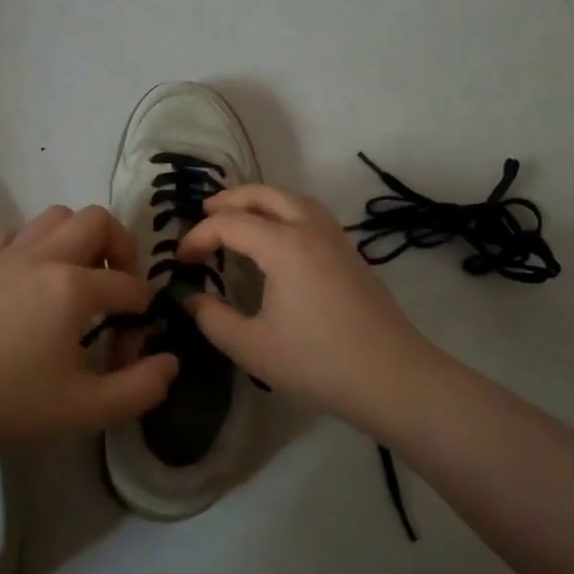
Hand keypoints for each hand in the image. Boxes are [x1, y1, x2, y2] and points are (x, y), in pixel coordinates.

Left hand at [0, 204, 178, 452]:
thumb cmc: (10, 403)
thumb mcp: (86, 409)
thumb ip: (140, 387)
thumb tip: (170, 361)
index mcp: (74, 288)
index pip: (130, 286)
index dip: (142, 314)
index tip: (131, 343)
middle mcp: (45, 256)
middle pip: (98, 220)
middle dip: (120, 248)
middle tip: (116, 286)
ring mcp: (9, 253)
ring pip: (57, 216)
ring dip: (78, 238)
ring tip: (79, 276)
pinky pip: (17, 232)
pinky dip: (35, 244)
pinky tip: (33, 276)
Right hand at [176, 185, 445, 426]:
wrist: (393, 378)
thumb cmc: (318, 363)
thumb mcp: (252, 348)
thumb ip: (212, 319)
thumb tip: (191, 299)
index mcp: (284, 246)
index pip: (229, 224)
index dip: (198, 237)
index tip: (180, 261)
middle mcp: (310, 230)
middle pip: (265, 194)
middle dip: (230, 200)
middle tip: (203, 214)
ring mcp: (336, 240)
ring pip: (293, 198)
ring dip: (261, 200)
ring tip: (238, 216)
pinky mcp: (351, 255)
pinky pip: (311, 214)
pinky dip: (284, 211)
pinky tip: (277, 236)